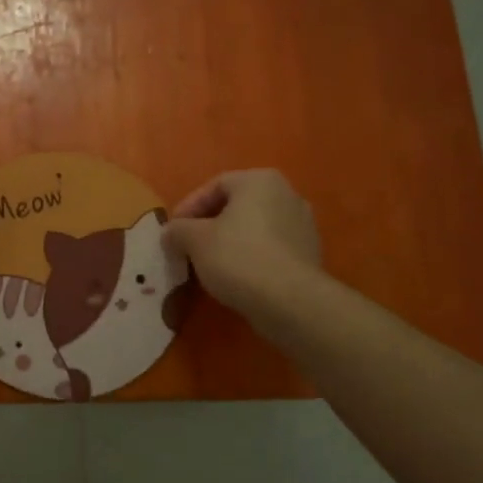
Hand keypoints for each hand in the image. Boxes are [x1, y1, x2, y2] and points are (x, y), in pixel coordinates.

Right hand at [163, 170, 323, 324]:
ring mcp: (303, 225)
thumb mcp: (194, 240)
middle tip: (188, 246)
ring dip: (230, 242)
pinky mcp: (310, 254)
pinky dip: (251, 257)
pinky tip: (236, 277)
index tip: (172, 231)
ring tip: (209, 265)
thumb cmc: (238, 257)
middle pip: (237, 206)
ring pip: (254, 228)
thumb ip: (177, 230)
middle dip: (209, 225)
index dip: (188, 207)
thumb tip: (171, 233)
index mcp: (259, 181)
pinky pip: (271, 249)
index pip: (215, 186)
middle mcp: (287, 194)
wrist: (290, 301)